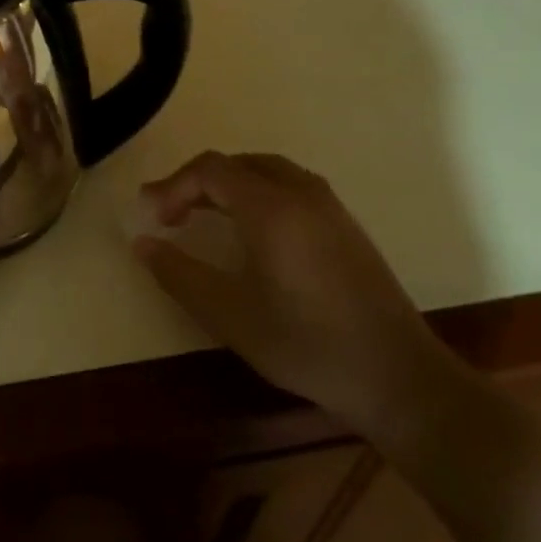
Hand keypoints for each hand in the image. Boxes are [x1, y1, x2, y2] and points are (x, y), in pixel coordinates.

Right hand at [133, 151, 442, 433]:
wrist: (398, 378)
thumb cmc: (306, 344)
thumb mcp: (228, 314)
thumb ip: (178, 274)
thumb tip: (142, 243)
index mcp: (271, 208)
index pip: (209, 170)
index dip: (173, 186)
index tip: (155, 220)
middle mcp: (302, 194)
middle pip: (238, 163)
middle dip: (197, 181)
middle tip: (171, 213)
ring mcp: (330, 208)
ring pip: (268, 171)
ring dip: (228, 184)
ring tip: (204, 214)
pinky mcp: (347, 227)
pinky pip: (291, 187)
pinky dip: (257, 193)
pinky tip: (252, 231)